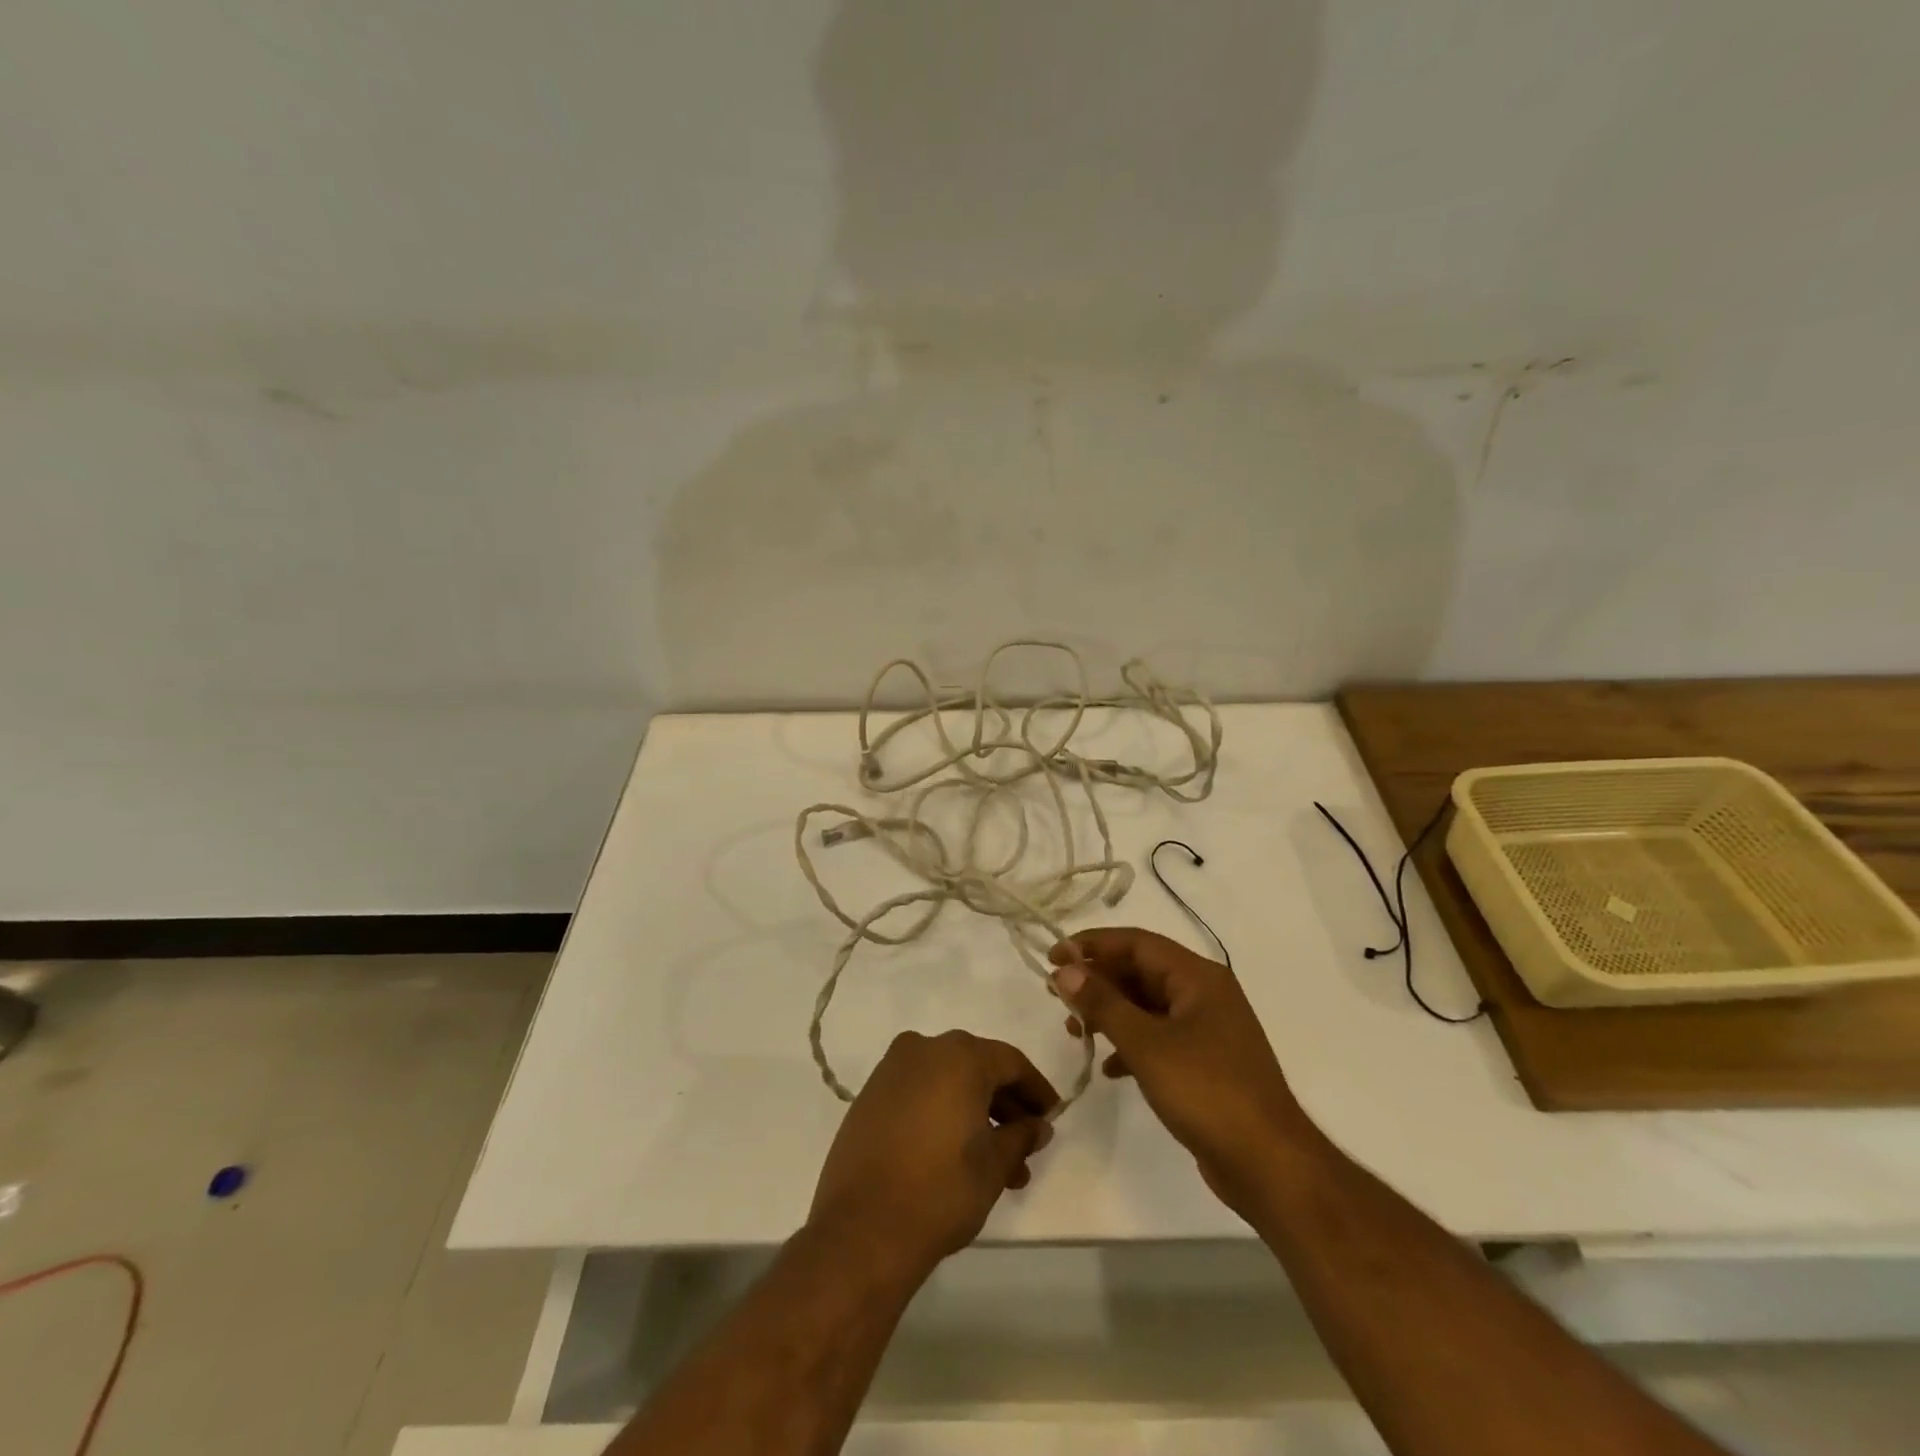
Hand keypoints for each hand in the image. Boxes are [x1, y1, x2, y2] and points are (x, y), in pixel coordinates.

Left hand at [807, 1030, 1058, 1276]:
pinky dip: (943, 1112)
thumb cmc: (940, 1191)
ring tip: (998, 1167)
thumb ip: (1021, 1137)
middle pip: (978, 1067)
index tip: (1051, 1118)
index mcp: (959, 1056)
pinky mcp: (870, 1095)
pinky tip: (957, 1153)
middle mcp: (924, 1049)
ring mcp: (892, 1070)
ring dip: (976, 1114)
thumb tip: (1038, 1125)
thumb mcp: (994, 1166)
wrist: (861, 1230)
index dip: (1036, 1090)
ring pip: (948, 1081)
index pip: (1010, 1062)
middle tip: (1025, 1147)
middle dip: (1006, 1106)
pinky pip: (920, 1092)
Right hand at [1050, 927, 1305, 1210]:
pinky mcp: (1205, 1063)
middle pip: (1141, 971)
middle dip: (1098, 980)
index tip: (1053, 957)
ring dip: (1110, 1013)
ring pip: (1147, 1006)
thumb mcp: (1146, 1044)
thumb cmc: (1207, 1091)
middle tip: (1056, 994)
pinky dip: (1130, 1044)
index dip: (1092, 945)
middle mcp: (1204, 994)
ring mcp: (1207, 1030)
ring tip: (1074, 1029)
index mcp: (1198, 977)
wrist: (1268, 1165)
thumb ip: (1103, 1003)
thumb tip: (1065, 970)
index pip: (1136, 943)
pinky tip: (1108, 1066)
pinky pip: (1158, 1038)